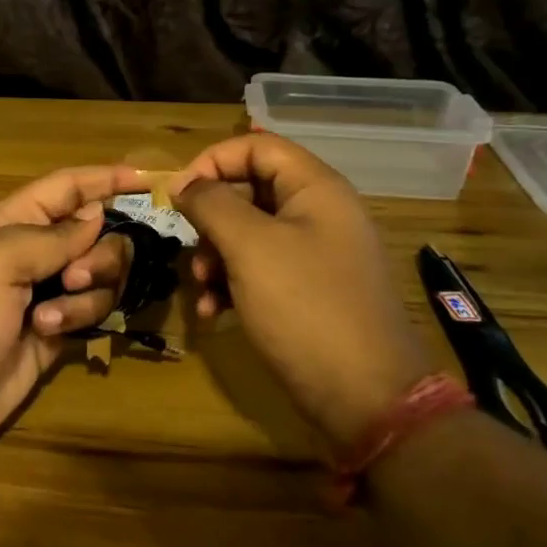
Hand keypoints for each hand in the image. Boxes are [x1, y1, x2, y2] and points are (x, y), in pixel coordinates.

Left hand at [0, 166, 143, 465]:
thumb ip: (52, 236)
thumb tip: (95, 216)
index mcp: (9, 222)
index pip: (65, 188)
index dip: (103, 179)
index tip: (148, 180)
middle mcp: (30, 254)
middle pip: (94, 234)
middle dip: (100, 251)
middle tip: (75, 276)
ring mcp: (43, 295)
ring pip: (99, 276)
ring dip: (88, 291)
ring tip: (51, 315)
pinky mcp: (53, 334)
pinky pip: (91, 313)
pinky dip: (79, 318)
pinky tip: (47, 333)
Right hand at [171, 135, 431, 448]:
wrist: (367, 399)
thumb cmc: (305, 308)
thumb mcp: (249, 248)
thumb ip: (211, 204)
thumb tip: (183, 182)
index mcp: (316, 189)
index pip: (257, 147)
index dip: (213, 161)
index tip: (179, 194)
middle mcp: (320, 214)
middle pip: (250, 191)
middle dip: (211, 219)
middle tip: (190, 250)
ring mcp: (317, 255)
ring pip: (250, 234)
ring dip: (215, 257)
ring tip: (201, 289)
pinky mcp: (310, 292)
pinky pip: (262, 270)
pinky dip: (233, 285)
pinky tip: (214, 312)